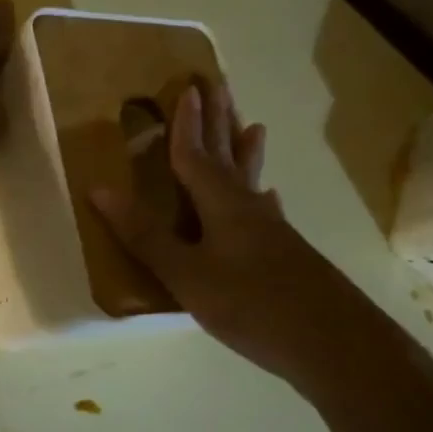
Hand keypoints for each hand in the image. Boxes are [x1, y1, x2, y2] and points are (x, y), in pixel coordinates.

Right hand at [92, 77, 387, 392]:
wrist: (332, 344)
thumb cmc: (250, 305)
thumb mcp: (186, 273)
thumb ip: (145, 234)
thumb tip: (100, 190)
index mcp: (222, 206)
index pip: (197, 157)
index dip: (188, 126)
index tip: (188, 88)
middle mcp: (249, 209)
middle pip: (230, 157)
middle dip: (220, 123)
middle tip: (220, 87)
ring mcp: (271, 231)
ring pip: (251, 181)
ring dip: (246, 152)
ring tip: (253, 126)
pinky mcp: (284, 253)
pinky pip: (265, 210)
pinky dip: (261, 196)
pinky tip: (268, 199)